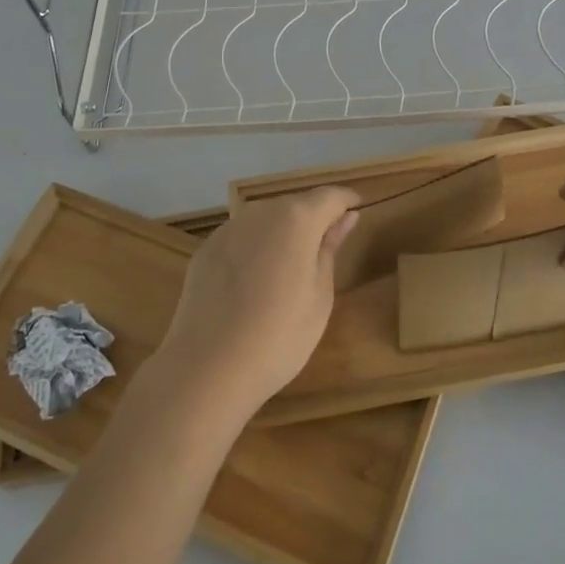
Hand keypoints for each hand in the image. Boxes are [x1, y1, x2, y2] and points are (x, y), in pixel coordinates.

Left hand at [156, 187, 359, 419]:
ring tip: (288, 273)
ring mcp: (228, 229)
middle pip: (296, 205)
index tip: (358, 213)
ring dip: (282, 235)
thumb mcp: (320, 296)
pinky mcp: (206, 250)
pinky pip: (241, 240)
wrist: (207, 368)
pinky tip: (253, 285)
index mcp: (296, 219)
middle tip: (325, 253)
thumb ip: (330, 249)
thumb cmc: (279, 336)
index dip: (347, 202)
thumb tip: (346, 217)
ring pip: (266, 221)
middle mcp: (261, 212)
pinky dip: (254, 250)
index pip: (330, 195)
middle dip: (313, 220)